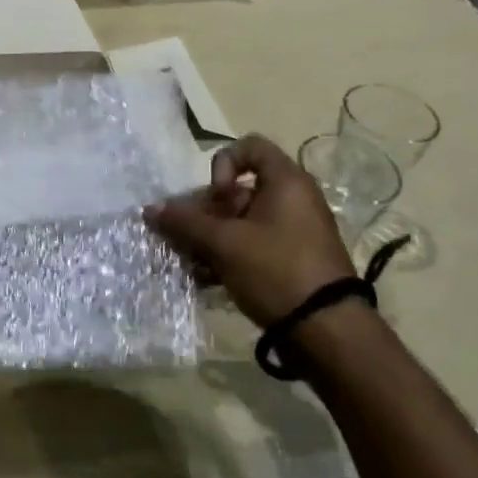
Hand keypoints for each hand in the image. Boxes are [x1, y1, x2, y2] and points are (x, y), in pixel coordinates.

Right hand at [145, 134, 355, 326]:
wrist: (326, 330)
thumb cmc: (275, 270)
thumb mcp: (224, 243)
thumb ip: (185, 223)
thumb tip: (150, 209)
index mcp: (286, 182)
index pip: (249, 146)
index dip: (223, 165)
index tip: (216, 198)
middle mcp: (293, 199)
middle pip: (238, 189)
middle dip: (205, 212)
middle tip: (188, 237)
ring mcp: (293, 232)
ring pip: (241, 222)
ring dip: (210, 238)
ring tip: (190, 263)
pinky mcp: (291, 260)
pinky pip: (252, 246)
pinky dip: (228, 256)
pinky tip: (206, 279)